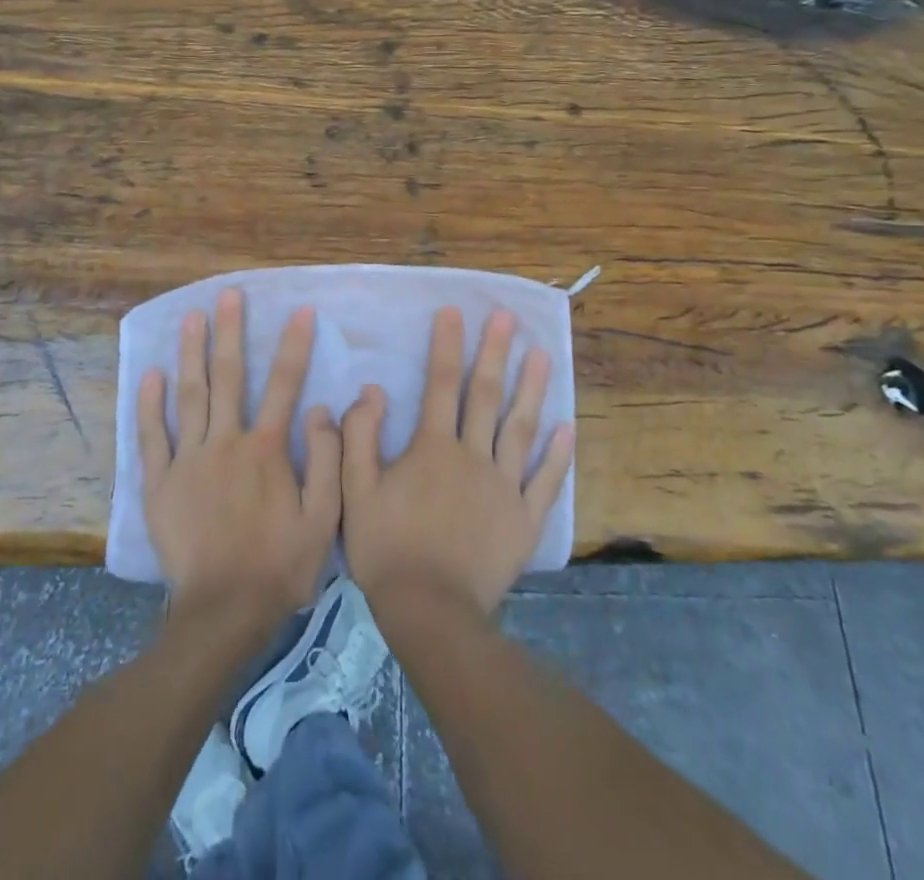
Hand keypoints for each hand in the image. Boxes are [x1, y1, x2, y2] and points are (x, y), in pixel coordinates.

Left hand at [137, 289, 342, 632]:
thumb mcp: (324, 518)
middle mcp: (226, 443)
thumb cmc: (280, 565)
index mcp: (266, 450)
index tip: (299, 311)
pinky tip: (151, 373)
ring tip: (191, 317)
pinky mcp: (160, 483)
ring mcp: (188, 461)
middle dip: (230, 332)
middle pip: (228, 377)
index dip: (294, 345)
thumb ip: (328, 459)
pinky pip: (152, 437)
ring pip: (189, 395)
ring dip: (191, 353)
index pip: (284, 384)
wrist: (223, 613)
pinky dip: (149, 404)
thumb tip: (321, 408)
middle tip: (228, 294)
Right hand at [342, 307, 574, 619]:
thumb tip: (372, 390)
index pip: (441, 384)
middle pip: (485, 395)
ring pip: (521, 428)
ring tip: (544, 354)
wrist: (430, 612)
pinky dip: (558, 455)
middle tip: (507, 318)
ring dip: (532, 389)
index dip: (447, 345)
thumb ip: (360, 437)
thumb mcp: (355, 491)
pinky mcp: (524, 518)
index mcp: (433, 448)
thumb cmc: (387, 549)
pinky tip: (568, 427)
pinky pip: (545, 481)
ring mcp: (504, 486)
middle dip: (495, 352)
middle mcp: (473, 456)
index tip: (454, 311)